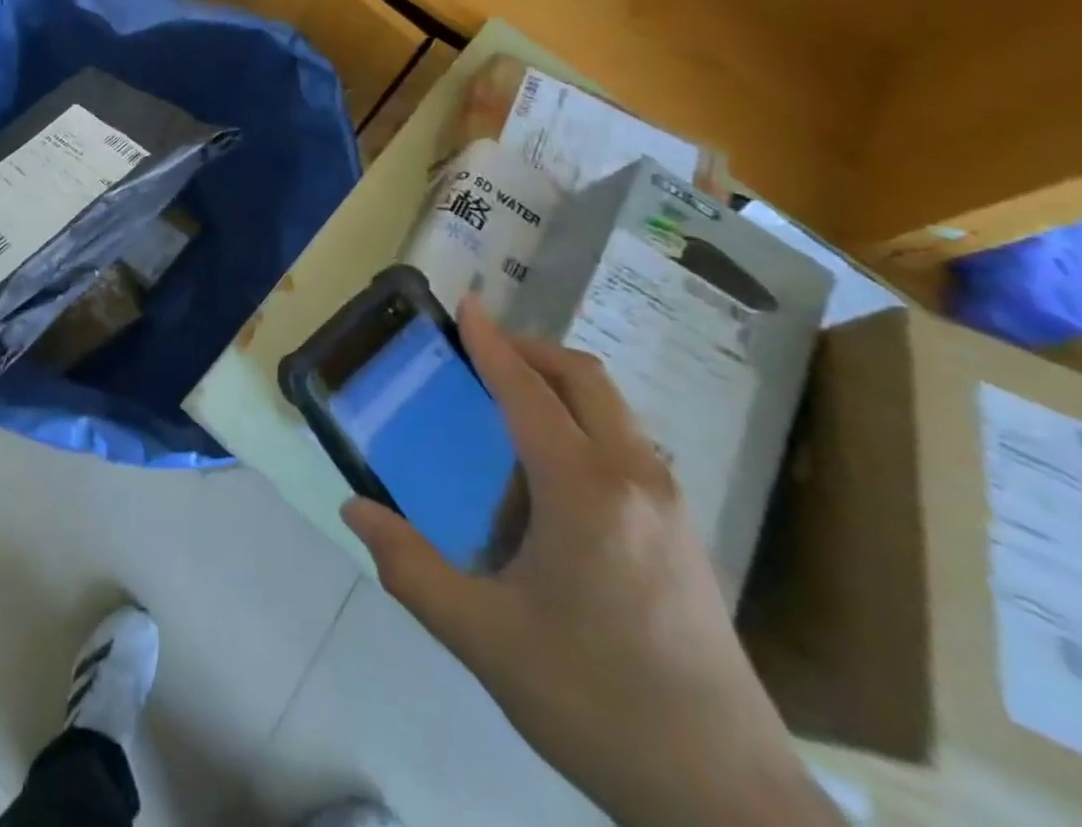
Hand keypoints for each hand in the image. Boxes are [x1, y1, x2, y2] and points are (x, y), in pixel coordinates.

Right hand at [343, 299, 839, 826]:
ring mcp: (671, 507)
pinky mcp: (686, 536)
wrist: (728, 800)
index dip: (490, 342)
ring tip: (510, 411)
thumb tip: (353, 510)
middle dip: (530, 349)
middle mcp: (635, 480)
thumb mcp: (483, 638)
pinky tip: (553, 478)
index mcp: (583, 491)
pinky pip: (627, 446)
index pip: (528, 390)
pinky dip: (584, 424)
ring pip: (613, 410)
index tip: (465, 303)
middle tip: (481, 348)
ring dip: (560, 387)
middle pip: (584, 379)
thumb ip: (410, 567)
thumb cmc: (595, 703)